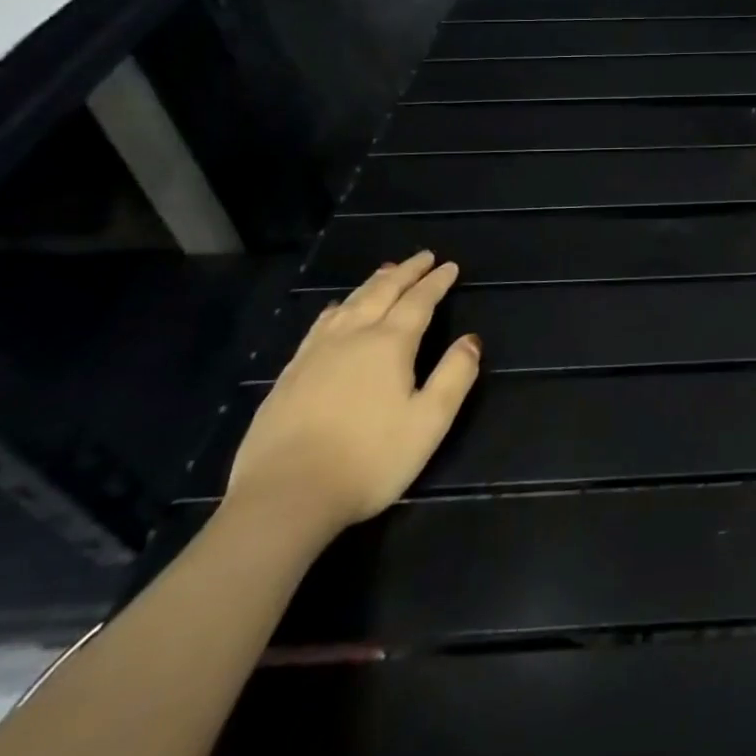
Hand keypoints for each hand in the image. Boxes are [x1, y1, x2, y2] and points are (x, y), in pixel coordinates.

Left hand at [227, 250, 480, 537]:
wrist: (284, 498)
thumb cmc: (369, 460)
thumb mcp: (429, 422)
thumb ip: (455, 376)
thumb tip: (471, 340)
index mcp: (389, 345)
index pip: (419, 301)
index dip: (436, 282)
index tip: (449, 266)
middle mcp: (352, 338)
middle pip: (382, 293)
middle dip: (405, 272)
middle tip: (423, 257)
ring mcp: (315, 355)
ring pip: (348, 304)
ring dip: (372, 284)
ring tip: (386, 272)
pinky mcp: (289, 376)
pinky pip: (319, 326)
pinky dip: (336, 309)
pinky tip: (334, 311)